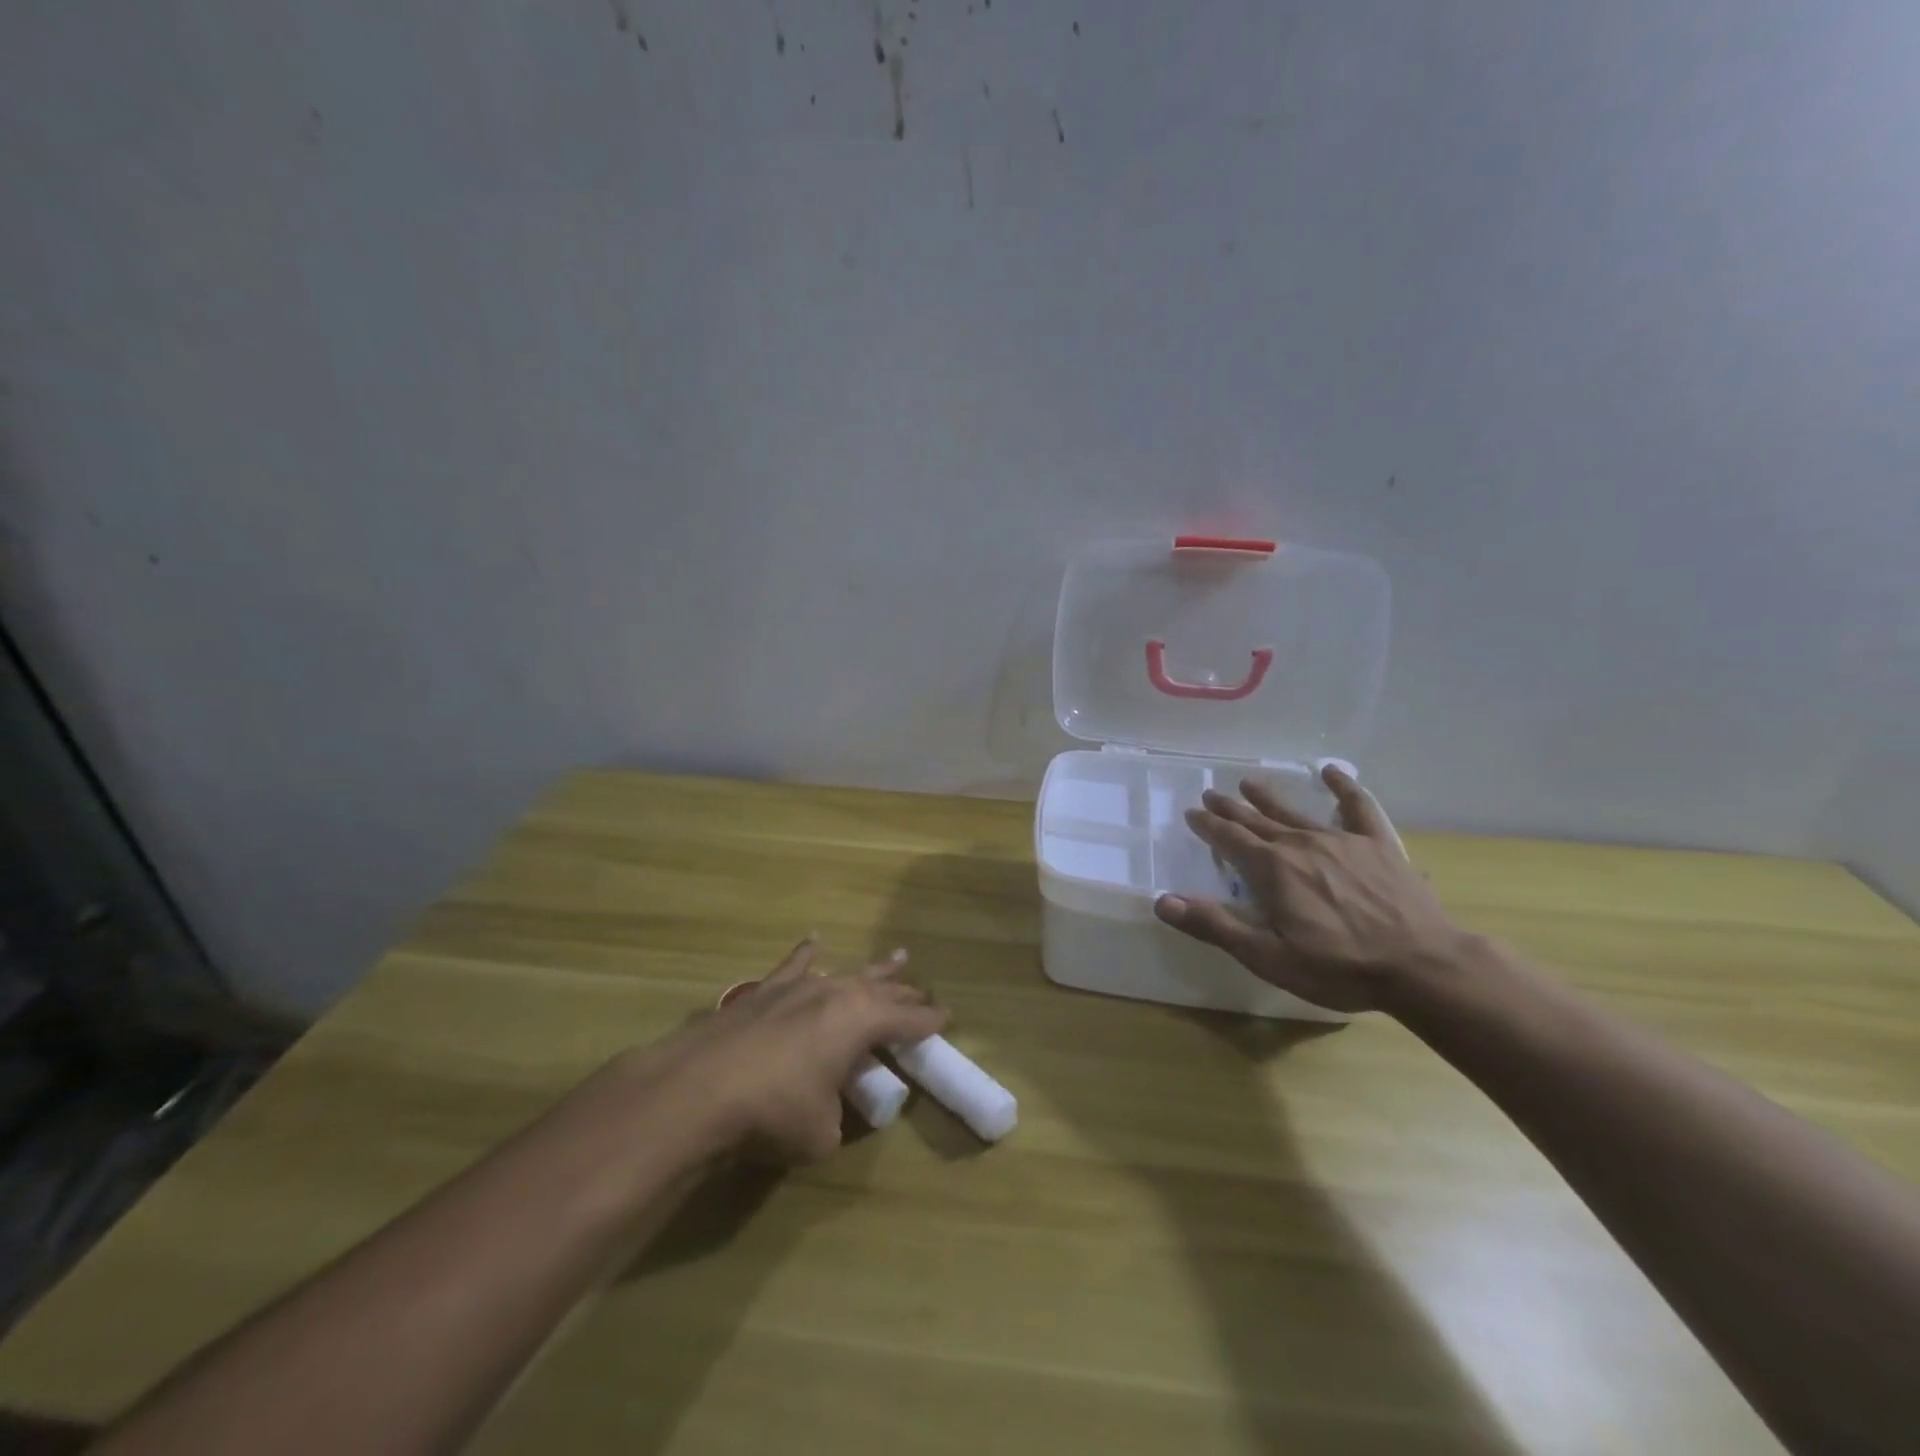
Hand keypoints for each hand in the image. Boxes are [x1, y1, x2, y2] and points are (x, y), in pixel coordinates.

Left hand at [646, 939, 945, 1163]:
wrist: (698, 1088)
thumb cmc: (772, 1112)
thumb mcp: (822, 1134)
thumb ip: (840, 1118)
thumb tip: (835, 1111)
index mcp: (860, 1022)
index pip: (907, 1019)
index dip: (928, 1021)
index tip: (946, 1018)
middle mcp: (835, 994)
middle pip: (881, 989)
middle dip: (905, 992)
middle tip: (924, 992)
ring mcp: (797, 987)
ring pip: (846, 972)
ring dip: (872, 970)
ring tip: (896, 957)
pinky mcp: (762, 992)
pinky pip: (794, 966)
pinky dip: (808, 955)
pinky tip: (814, 942)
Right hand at [1153, 765, 1465, 1012]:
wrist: (1422, 966)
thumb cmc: (1339, 967)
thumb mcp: (1268, 956)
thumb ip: (1215, 925)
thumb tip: (1162, 901)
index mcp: (1270, 870)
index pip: (1228, 839)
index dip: (1207, 826)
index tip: (1192, 814)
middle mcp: (1299, 844)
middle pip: (1256, 821)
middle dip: (1230, 809)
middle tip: (1211, 795)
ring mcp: (1340, 840)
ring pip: (1294, 812)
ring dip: (1268, 797)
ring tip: (1249, 782)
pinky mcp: (1377, 845)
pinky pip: (1357, 807)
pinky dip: (1343, 787)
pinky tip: (1332, 772)